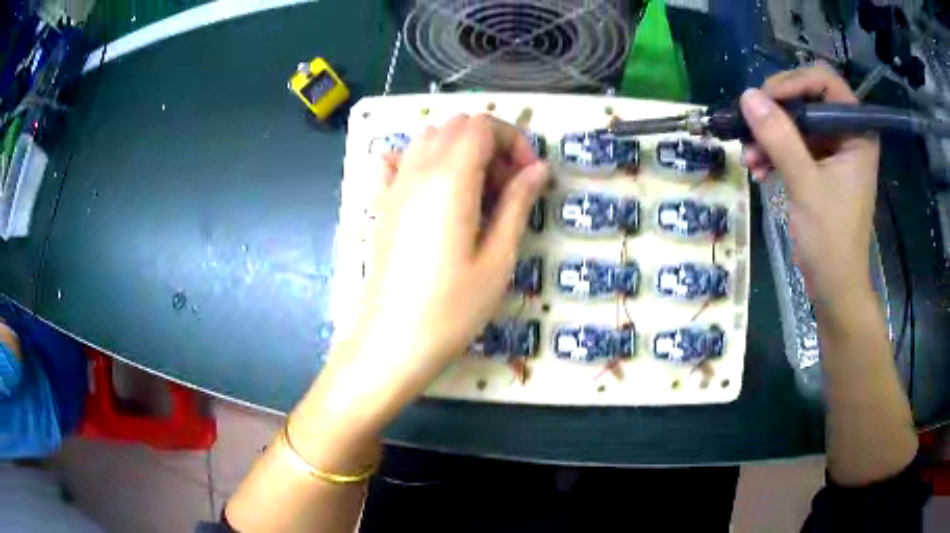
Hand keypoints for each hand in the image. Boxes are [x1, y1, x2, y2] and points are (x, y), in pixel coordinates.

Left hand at [305, 114, 548, 436]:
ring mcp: (394, 186)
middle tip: (507, 187)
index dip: (513, 140)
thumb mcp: (498, 258)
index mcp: (450, 179)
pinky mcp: (382, 205)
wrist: (393, 341)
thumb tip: (538, 169)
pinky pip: (399, 161)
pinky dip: (423, 161)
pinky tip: (436, 191)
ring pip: (429, 138)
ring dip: (461, 150)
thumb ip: (518, 203)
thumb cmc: (452, 308)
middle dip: (490, 143)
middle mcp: (417, 171)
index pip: (482, 126)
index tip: (528, 175)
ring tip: (478, 193)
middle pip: (456, 126)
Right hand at [740, 64, 879, 317]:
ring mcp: (835, 151)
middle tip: (750, 127)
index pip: (824, 82)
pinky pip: (795, 145)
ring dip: (770, 136)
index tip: (764, 101)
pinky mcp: (823, 167)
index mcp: (857, 132)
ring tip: (749, 158)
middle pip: (807, 99)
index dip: (793, 83)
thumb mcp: (805, 185)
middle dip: (776, 114)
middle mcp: (847, 134)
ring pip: (797, 123)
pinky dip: (775, 153)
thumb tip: (747, 97)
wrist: (835, 287)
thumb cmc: (831, 241)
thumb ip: (780, 138)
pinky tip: (758, 169)